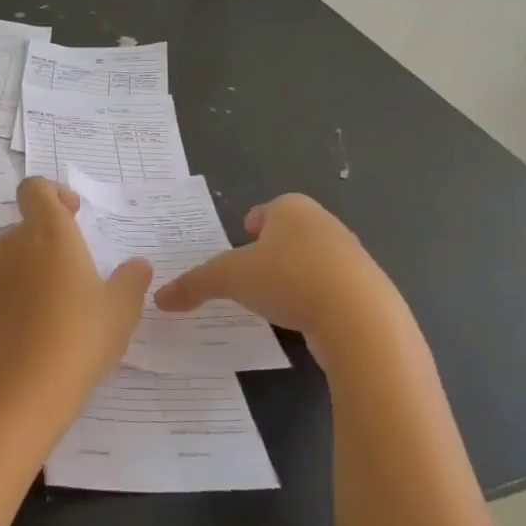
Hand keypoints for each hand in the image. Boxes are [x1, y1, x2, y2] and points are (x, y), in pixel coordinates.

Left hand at [0, 177, 152, 437]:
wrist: (22, 391)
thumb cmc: (80, 341)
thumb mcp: (121, 311)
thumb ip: (131, 280)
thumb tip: (137, 264)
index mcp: (51, 234)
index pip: (36, 189)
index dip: (53, 194)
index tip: (73, 215)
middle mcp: (13, 244)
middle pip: (25, 225)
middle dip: (46, 239)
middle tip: (71, 275)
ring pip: (5, 254)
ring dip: (23, 266)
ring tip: (45, 303)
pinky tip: (14, 316)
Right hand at [153, 194, 397, 347]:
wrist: (359, 318)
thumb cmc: (288, 279)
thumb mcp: (228, 279)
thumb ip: (193, 285)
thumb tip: (160, 298)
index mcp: (292, 209)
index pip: (270, 207)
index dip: (254, 221)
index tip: (242, 239)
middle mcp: (325, 224)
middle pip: (292, 231)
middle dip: (273, 248)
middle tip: (250, 270)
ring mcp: (350, 257)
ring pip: (313, 259)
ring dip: (294, 273)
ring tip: (272, 298)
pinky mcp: (366, 289)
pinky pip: (330, 288)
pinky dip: (314, 298)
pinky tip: (300, 318)